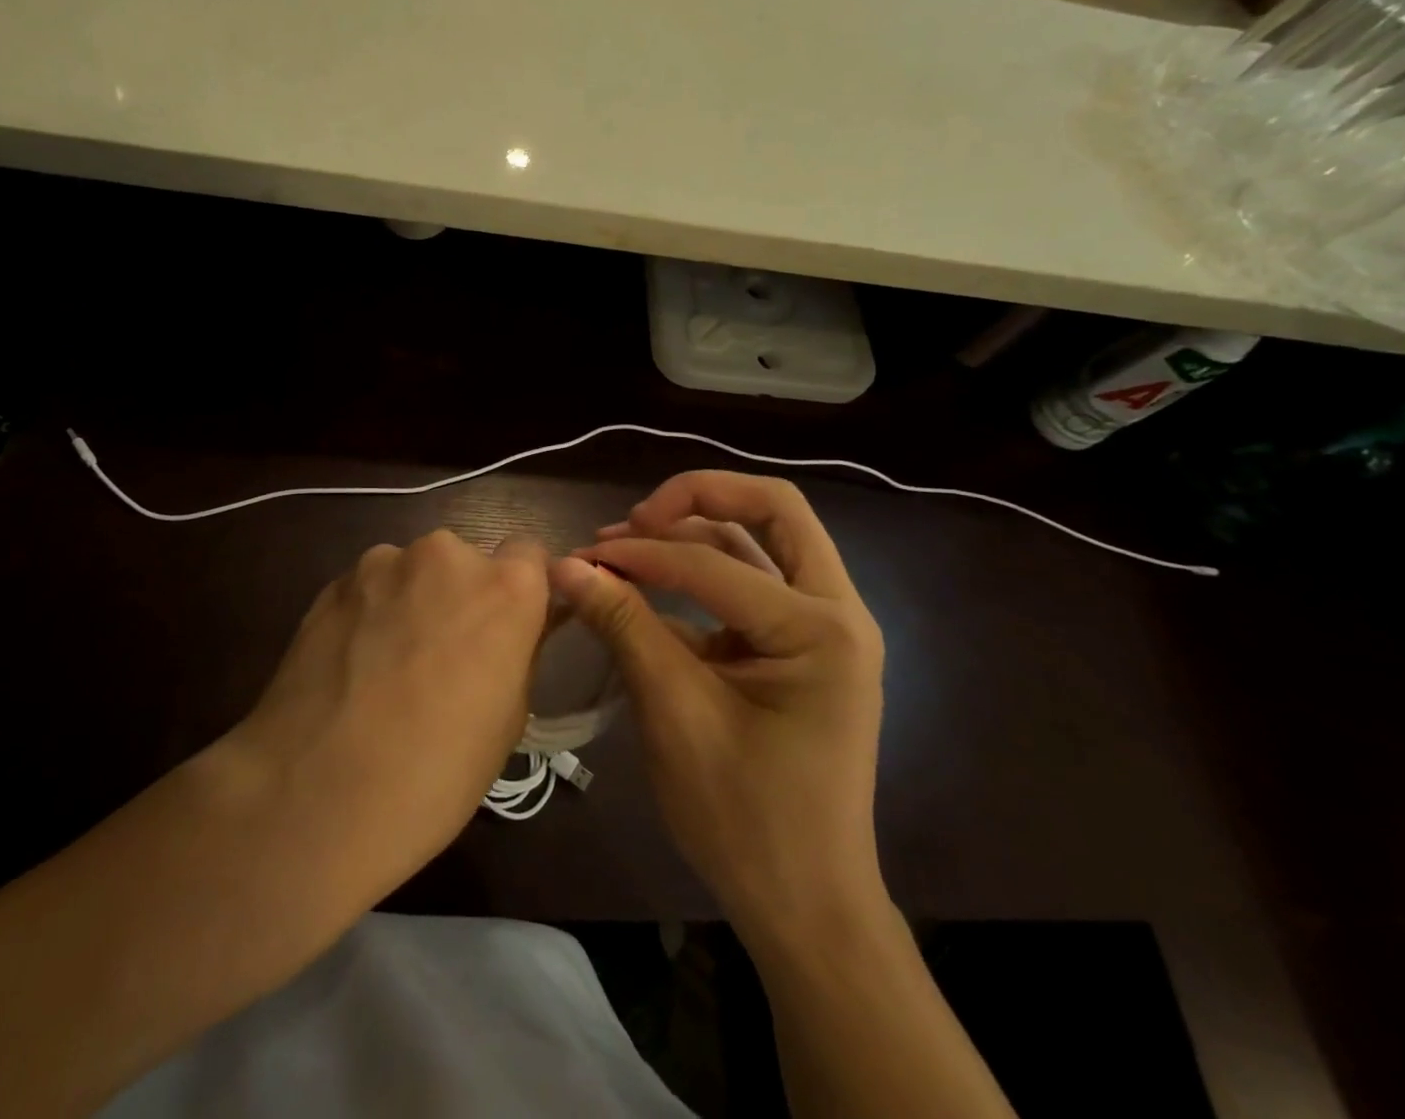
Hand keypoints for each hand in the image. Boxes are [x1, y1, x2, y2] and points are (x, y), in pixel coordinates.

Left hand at [219, 531, 549, 904]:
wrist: (316, 794)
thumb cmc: (436, 771)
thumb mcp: (508, 719)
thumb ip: (514, 653)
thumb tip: (506, 636)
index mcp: (504, 587)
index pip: (529, 554)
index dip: (519, 591)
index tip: (505, 629)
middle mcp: (446, 555)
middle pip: (464, 562)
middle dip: (458, 598)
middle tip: (442, 657)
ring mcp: (382, 564)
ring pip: (411, 574)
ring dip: (409, 603)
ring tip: (387, 667)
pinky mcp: (332, 583)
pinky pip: (368, 590)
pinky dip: (368, 615)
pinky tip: (350, 669)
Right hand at [552, 472, 886, 944]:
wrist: (806, 907)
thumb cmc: (745, 820)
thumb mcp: (675, 714)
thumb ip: (624, 626)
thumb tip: (566, 565)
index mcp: (822, 630)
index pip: (715, 562)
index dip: (642, 554)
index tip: (584, 556)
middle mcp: (838, 611)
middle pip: (772, 510)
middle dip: (698, 499)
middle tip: (636, 519)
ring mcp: (825, 626)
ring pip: (762, 539)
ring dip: (696, 529)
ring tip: (629, 542)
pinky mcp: (802, 644)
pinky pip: (753, 580)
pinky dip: (703, 569)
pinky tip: (653, 582)